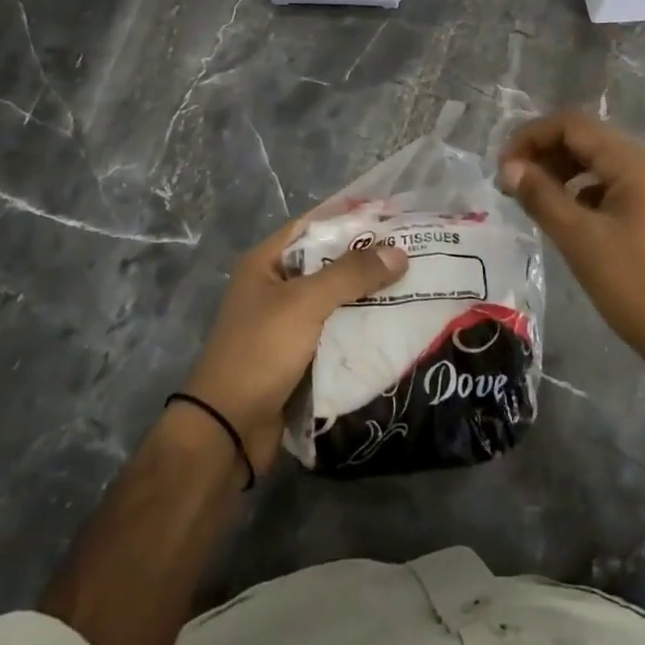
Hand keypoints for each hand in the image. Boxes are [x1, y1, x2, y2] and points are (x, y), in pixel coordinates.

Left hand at [181, 218, 407, 473]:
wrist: (228, 430)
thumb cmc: (260, 352)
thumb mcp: (305, 303)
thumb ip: (351, 274)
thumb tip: (399, 253)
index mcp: (267, 263)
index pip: (315, 225)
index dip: (352, 216)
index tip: (394, 213)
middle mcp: (277, 287)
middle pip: (329, 262)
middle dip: (368, 259)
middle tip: (416, 251)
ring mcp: (288, 324)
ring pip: (337, 299)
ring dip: (370, 295)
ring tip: (416, 285)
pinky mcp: (301, 356)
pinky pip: (338, 332)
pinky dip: (362, 327)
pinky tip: (396, 325)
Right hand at [500, 110, 644, 390]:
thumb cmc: (636, 285)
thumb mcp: (580, 239)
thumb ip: (541, 196)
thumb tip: (508, 166)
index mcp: (632, 163)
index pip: (572, 125)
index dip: (531, 136)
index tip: (502, 167)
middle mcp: (644, 166)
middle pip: (584, 139)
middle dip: (543, 153)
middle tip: (510, 184)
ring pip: (594, 164)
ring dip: (558, 172)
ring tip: (529, 199)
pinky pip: (605, 188)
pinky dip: (577, 193)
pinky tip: (562, 218)